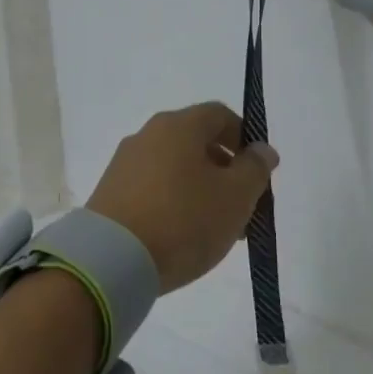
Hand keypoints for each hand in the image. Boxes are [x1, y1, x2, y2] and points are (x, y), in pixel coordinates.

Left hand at [86, 103, 278, 292]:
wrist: (112, 259)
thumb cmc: (183, 220)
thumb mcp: (235, 197)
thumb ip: (254, 169)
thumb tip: (261, 149)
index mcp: (178, 125)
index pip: (219, 115)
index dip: (245, 138)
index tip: (258, 173)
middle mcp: (148, 135)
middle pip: (196, 142)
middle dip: (225, 171)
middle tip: (243, 208)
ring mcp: (125, 163)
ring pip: (175, 167)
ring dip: (201, 190)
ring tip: (216, 229)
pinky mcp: (111, 191)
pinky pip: (153, 187)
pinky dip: (174, 202)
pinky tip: (183, 235)